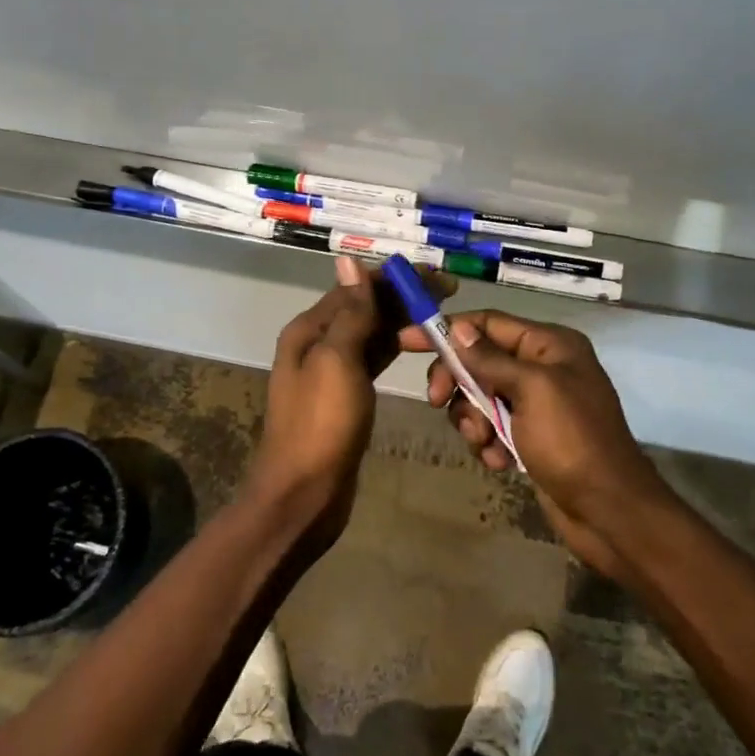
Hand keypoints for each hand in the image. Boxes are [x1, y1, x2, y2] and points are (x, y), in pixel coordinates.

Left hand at [248, 257, 446, 543]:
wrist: (304, 494)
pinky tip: (420, 346)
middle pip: (366, 308)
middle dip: (404, 298)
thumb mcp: (337, 360)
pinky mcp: (347, 395)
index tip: (437, 276)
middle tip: (450, 295)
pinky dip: (395, 348)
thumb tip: (350, 260)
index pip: (357, 287)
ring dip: (403, 323)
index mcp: (310, 329)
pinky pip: (373, 359)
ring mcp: (332, 370)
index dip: (396, 278)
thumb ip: (350, 312)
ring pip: (372, 333)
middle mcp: (318, 342)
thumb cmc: (321, 424)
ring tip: (442, 321)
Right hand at [401, 311, 674, 580]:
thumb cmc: (572, 440)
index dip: (447, 330)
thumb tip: (458, 328)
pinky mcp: (530, 437)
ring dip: (472, 419)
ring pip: (480, 397)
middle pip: (479, 360)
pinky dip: (489, 443)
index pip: (488, 323)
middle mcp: (542, 368)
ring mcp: (536, 404)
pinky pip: (492, 428)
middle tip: (437, 402)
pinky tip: (500, 462)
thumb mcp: (531, 390)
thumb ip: (490, 358)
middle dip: (457, 383)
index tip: (406, 342)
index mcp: (549, 345)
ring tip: (485, 442)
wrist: (608, 511)